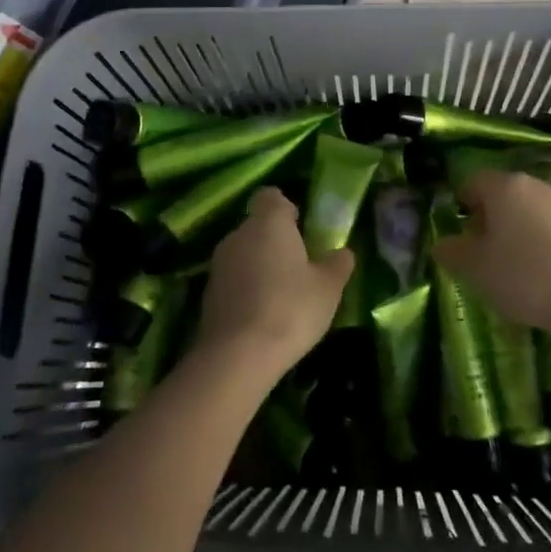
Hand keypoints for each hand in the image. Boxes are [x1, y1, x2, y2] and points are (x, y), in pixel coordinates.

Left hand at [197, 187, 352, 379]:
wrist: (237, 355)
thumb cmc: (290, 309)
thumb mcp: (329, 288)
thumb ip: (338, 264)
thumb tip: (342, 252)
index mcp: (269, 222)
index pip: (271, 196)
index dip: (286, 208)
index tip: (301, 228)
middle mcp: (239, 234)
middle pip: (257, 225)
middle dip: (275, 240)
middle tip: (299, 266)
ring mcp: (219, 262)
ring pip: (244, 252)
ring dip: (259, 265)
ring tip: (282, 294)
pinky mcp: (208, 291)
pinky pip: (233, 279)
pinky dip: (246, 288)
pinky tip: (262, 314)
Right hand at [434, 170, 550, 334]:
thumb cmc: (523, 275)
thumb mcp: (474, 267)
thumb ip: (451, 251)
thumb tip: (442, 244)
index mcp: (504, 185)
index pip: (472, 182)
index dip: (461, 205)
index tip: (459, 235)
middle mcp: (534, 185)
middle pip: (501, 194)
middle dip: (488, 219)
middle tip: (480, 252)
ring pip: (526, 210)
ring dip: (513, 230)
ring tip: (509, 266)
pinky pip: (548, 226)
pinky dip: (537, 242)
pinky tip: (538, 272)